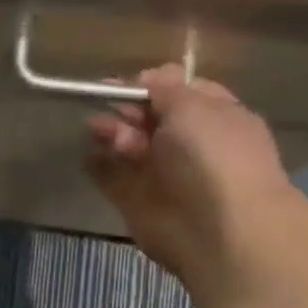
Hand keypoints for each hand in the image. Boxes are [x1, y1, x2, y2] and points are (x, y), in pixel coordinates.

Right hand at [84, 64, 294, 296]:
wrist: (217, 230)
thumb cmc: (212, 157)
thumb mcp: (193, 106)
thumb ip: (165, 89)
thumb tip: (149, 77)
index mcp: (214, 116)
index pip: (179, 92)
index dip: (151, 85)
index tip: (127, 84)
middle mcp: (189, 143)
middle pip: (148, 117)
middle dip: (125, 109)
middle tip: (104, 108)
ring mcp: (162, 173)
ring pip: (127, 144)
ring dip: (110, 133)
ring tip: (97, 131)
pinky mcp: (136, 199)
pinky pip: (110, 175)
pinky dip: (97, 163)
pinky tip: (89, 155)